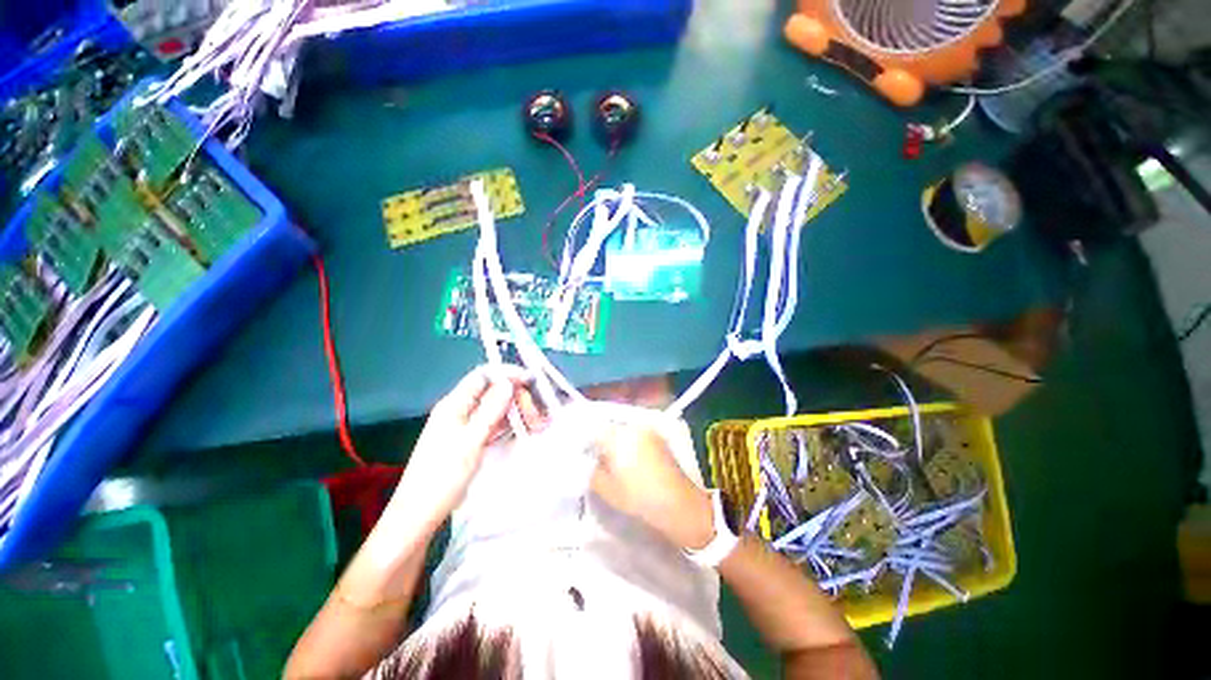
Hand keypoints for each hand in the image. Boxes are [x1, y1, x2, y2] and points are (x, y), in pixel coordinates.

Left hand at [390, 365, 534, 529]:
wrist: (420, 513)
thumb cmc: (443, 476)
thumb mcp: (471, 441)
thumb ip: (490, 410)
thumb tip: (508, 382)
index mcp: (454, 404)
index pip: (483, 376)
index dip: (507, 374)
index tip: (530, 381)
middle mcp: (459, 410)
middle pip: (492, 391)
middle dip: (516, 397)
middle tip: (535, 415)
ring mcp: (464, 425)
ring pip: (495, 408)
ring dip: (516, 411)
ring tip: (535, 424)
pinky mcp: (469, 440)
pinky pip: (492, 424)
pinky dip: (508, 424)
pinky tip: (522, 431)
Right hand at [591, 425, 714, 550]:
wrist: (680, 504)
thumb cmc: (640, 498)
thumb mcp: (607, 490)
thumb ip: (591, 471)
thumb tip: (586, 460)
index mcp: (618, 435)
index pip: (593, 428)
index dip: (584, 438)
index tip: (580, 450)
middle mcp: (633, 426)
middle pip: (609, 426)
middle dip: (600, 438)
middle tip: (594, 455)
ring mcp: (648, 430)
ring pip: (623, 429)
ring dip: (615, 439)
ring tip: (611, 458)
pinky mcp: (658, 437)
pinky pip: (636, 434)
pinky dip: (629, 442)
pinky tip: (628, 459)